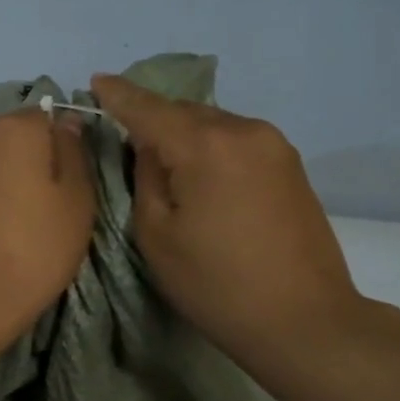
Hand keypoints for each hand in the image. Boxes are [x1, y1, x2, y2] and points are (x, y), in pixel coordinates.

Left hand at [0, 109, 94, 353]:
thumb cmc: (33, 248)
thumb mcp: (76, 201)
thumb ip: (74, 154)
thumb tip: (67, 124)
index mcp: (16, 127)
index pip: (51, 116)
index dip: (68, 145)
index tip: (78, 181)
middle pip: (21, 138)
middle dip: (40, 162)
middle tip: (59, 206)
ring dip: (16, 183)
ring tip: (31, 224)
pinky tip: (4, 232)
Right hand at [91, 74, 364, 374]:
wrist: (303, 319)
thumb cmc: (216, 284)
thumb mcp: (157, 234)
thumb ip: (146, 178)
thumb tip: (150, 148)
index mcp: (205, 146)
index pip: (149, 109)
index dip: (119, 95)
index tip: (96, 80)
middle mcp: (243, 131)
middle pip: (184, 111)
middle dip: (152, 117)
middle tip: (123, 133)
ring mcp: (274, 145)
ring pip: (213, 124)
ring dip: (184, 133)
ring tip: (161, 159)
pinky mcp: (290, 165)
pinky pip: (236, 140)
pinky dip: (210, 146)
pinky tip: (200, 173)